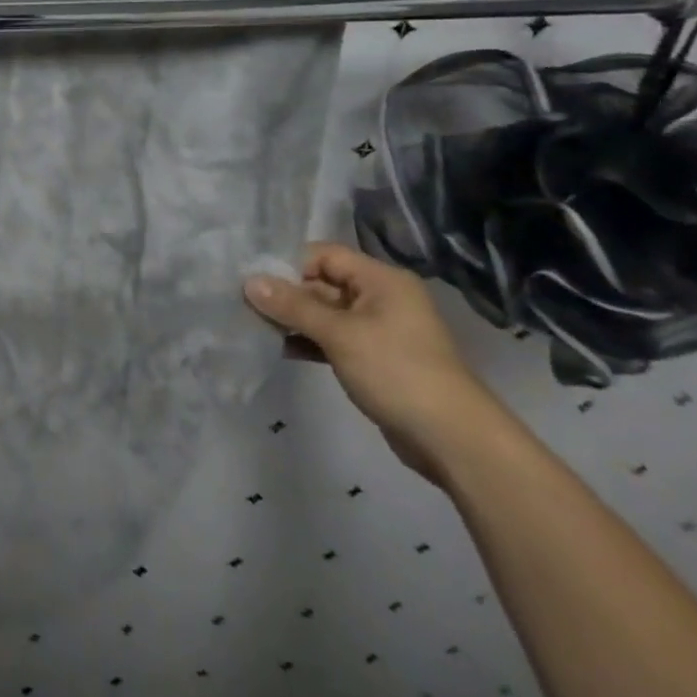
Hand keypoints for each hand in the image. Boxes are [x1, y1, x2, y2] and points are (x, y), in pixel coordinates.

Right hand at [243, 242, 510, 485]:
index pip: (325, 255)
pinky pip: (331, 338)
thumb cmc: (397, 372)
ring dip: (292, 318)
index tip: (252, 277)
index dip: (289, 263)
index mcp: (381, 280)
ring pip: (324, 313)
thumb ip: (292, 306)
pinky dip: (306, 340)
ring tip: (253, 324)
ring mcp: (377, 330)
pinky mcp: (373, 359)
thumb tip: (249, 282)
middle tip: (243, 301)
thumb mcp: (340, 334)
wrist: (454, 441)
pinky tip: (278, 347)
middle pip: (322, 283)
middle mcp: (380, 298)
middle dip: (285, 293)